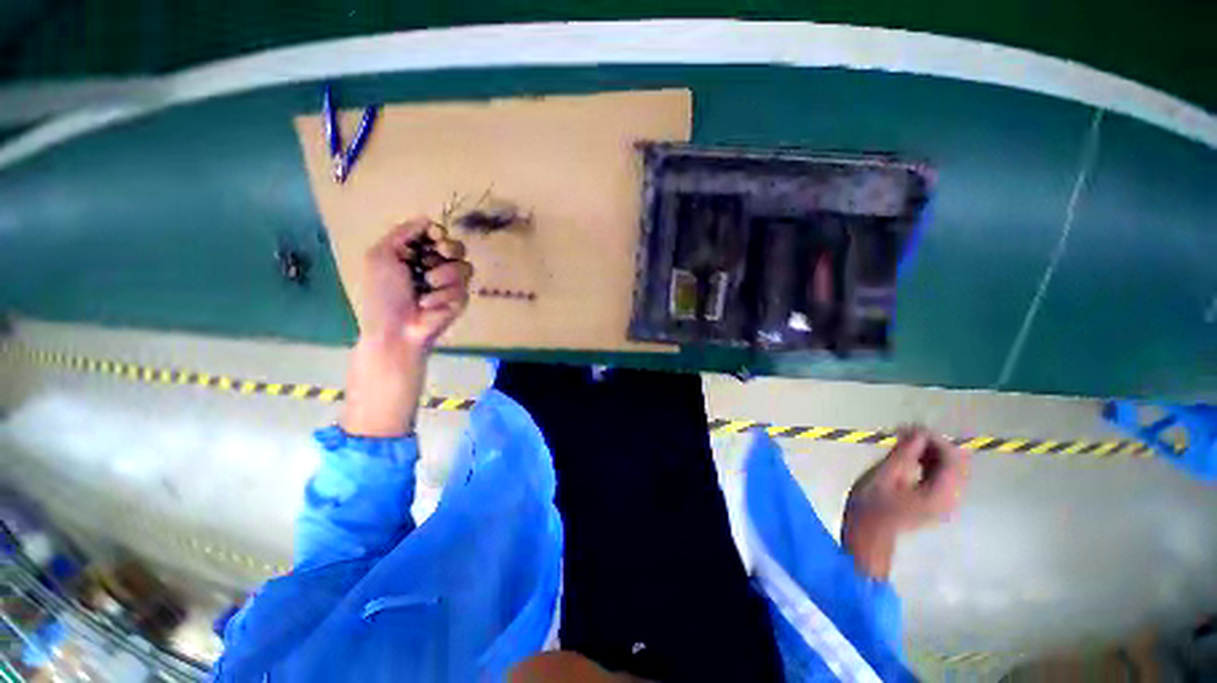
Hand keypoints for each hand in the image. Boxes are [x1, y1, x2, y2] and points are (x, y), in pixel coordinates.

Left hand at [340, 218, 471, 437]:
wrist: (395, 329)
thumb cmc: (382, 294)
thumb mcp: (380, 256)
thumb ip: (402, 233)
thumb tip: (427, 218)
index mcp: (415, 254)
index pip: (437, 234)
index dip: (438, 233)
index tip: (433, 236)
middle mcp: (435, 266)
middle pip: (457, 247)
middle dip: (449, 248)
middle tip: (438, 255)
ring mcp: (450, 284)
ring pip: (464, 266)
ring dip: (443, 275)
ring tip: (426, 287)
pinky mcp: (461, 300)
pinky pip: (463, 289)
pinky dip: (443, 296)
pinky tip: (428, 305)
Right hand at [842, 427, 968, 578]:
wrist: (867, 534)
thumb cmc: (871, 505)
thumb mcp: (884, 475)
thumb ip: (904, 453)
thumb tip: (918, 432)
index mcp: (941, 494)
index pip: (952, 459)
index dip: (936, 439)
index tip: (911, 427)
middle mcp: (951, 499)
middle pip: (955, 464)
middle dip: (934, 444)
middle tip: (906, 432)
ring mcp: (944, 502)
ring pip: (948, 468)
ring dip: (929, 452)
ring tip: (903, 440)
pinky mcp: (935, 502)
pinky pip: (940, 476)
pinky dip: (927, 462)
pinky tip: (908, 455)